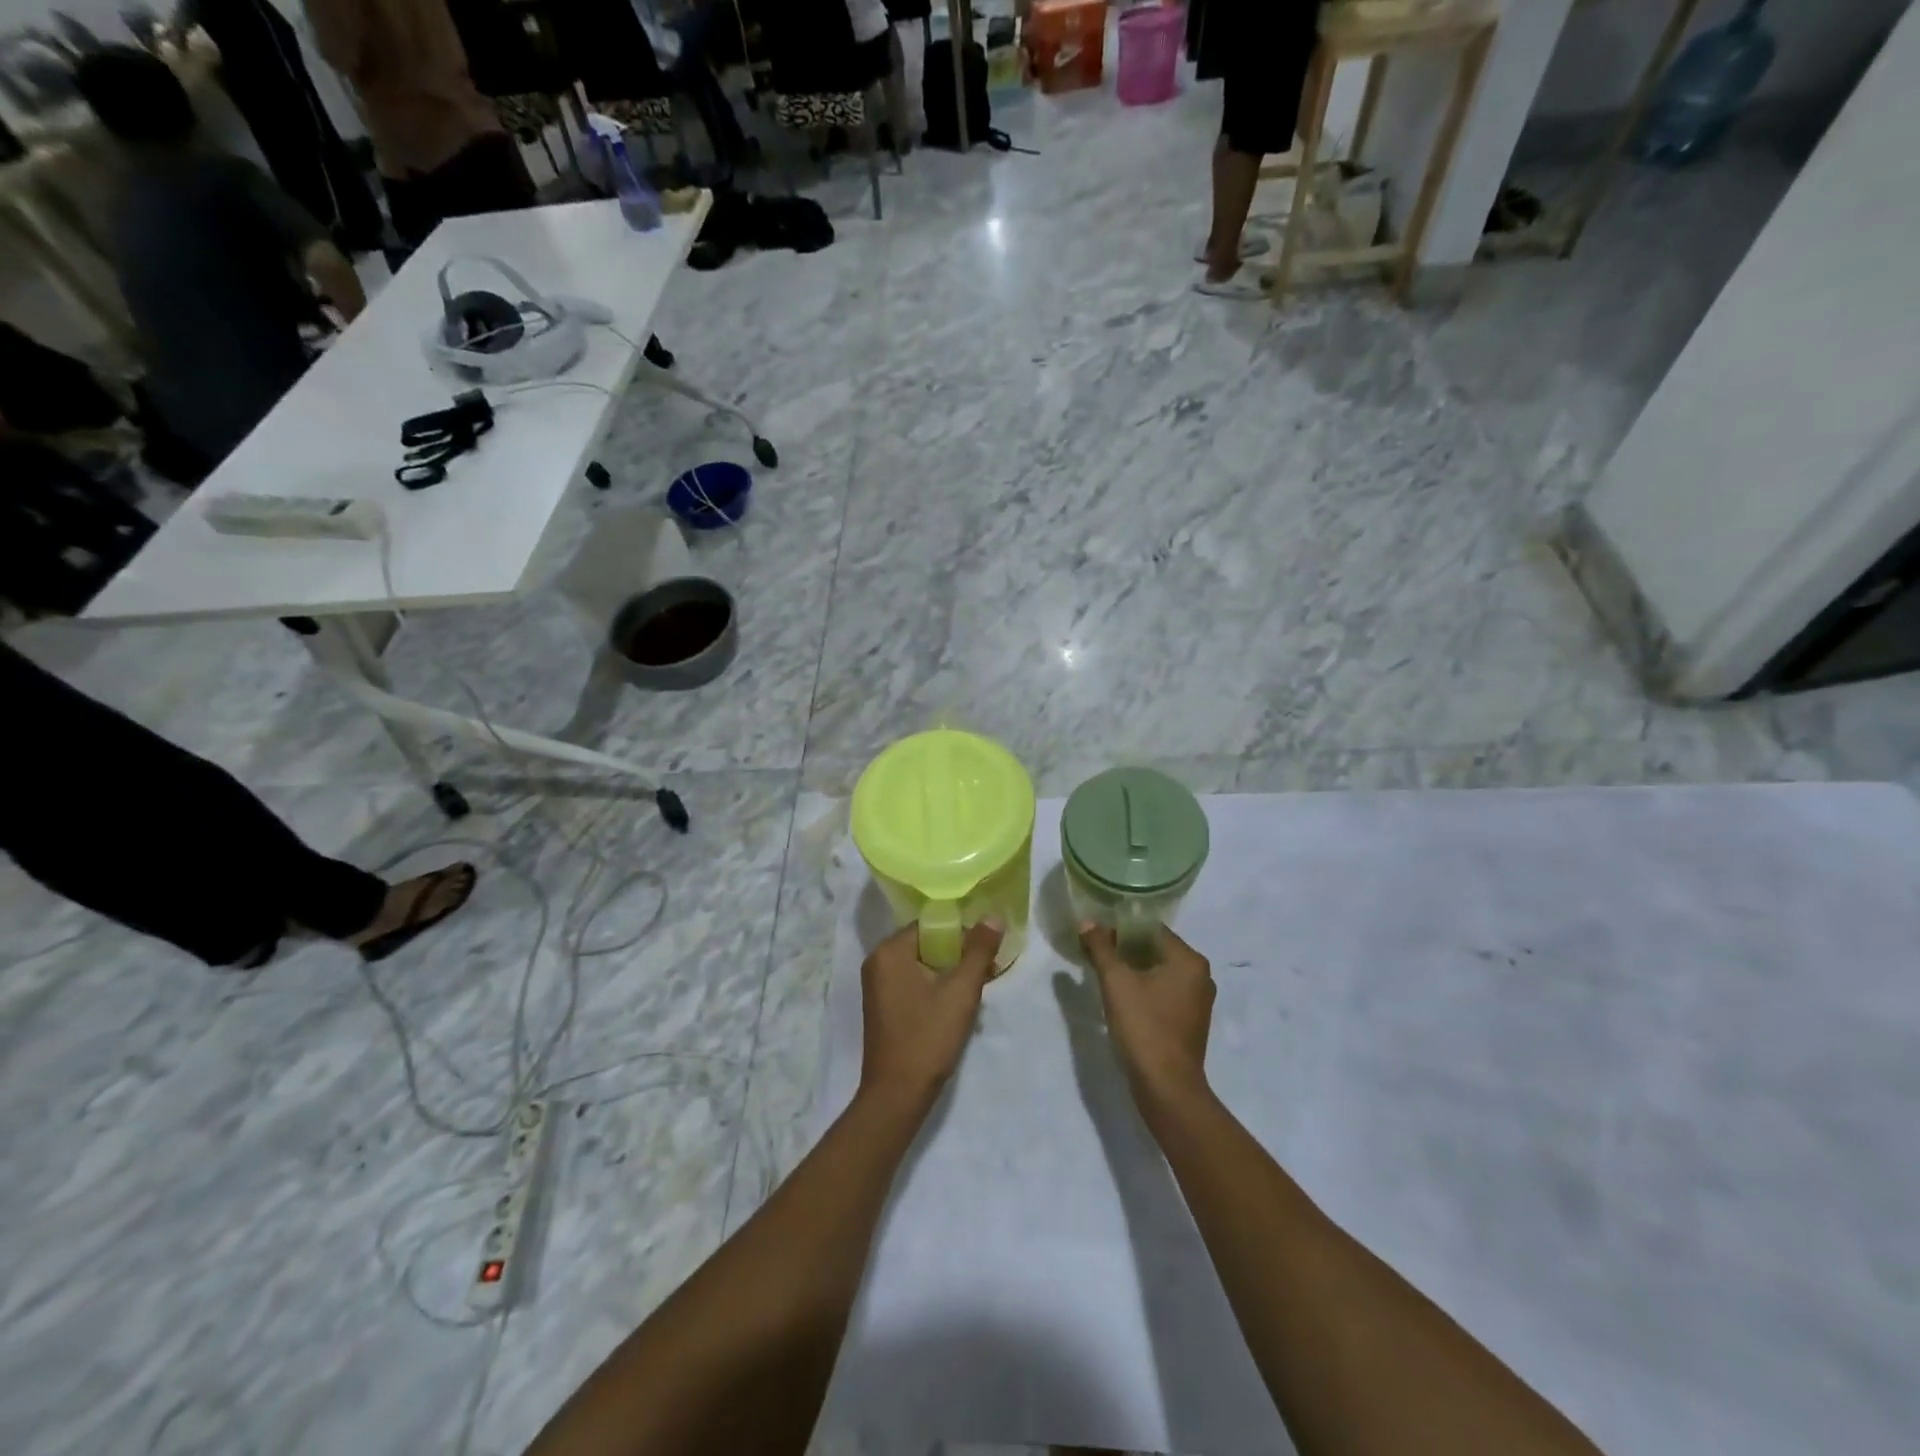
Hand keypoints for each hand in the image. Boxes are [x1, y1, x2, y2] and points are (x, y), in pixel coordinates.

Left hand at [859, 919, 1002, 1111]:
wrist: (897, 1095)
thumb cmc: (928, 1037)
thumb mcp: (961, 991)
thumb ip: (979, 950)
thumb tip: (994, 916)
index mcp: (889, 951)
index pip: (931, 925)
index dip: (962, 934)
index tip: (986, 952)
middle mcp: (877, 962)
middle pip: (926, 944)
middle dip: (958, 955)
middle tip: (987, 972)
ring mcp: (877, 985)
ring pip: (922, 965)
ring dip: (949, 974)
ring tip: (975, 991)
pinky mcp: (882, 1006)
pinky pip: (913, 982)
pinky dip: (935, 987)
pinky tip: (955, 1006)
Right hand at [1079, 922, 1215, 1115]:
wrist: (1166, 1087)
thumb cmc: (1144, 1026)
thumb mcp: (1116, 982)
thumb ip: (1101, 948)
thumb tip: (1087, 922)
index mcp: (1189, 960)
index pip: (1151, 929)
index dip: (1121, 928)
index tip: (1096, 934)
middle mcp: (1200, 976)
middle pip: (1156, 949)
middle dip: (1125, 948)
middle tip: (1095, 952)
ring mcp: (1198, 1001)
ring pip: (1159, 972)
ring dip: (1133, 969)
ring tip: (1104, 973)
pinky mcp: (1190, 1021)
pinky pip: (1164, 992)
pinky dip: (1144, 988)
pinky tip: (1121, 997)